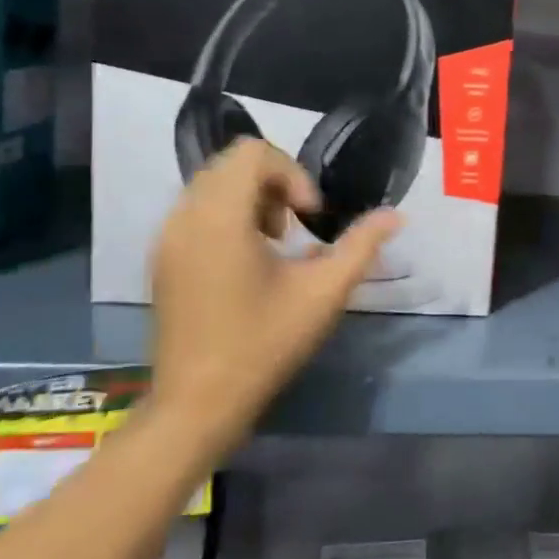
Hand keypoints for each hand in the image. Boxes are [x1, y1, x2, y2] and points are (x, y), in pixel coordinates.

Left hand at [150, 138, 399, 434]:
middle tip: (296, 228)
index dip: (292, 174)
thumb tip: (395, 215)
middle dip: (274, 184)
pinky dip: (228, 217)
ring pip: (213, 185)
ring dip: (252, 199)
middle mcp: (185, 216)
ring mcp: (167, 238)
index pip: (253, 153)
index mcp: (220, 217)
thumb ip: (361, 246)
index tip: (309, 217)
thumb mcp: (323, 293)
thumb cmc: (263, 344)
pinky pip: (197, 210)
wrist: (197, 405)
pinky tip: (248, 263)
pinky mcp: (162, 258)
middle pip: (232, 163)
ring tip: (275, 245)